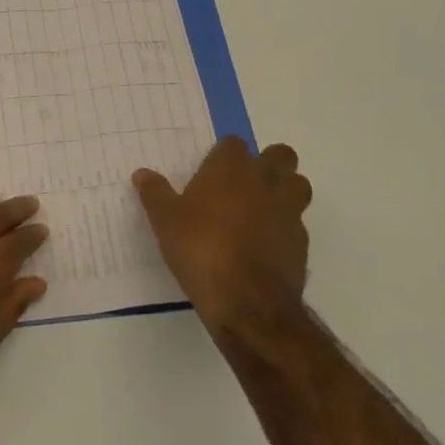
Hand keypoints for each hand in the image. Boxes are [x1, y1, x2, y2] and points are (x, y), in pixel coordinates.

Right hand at [133, 137, 312, 343]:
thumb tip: (142, 174)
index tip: (211, 171)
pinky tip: (265, 245)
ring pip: (298, 185)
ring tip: (260, 210)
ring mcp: (288, 211)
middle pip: (280, 155)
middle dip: (268, 163)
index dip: (224, 154)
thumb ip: (155, 194)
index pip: (234, 144)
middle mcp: (265, 182)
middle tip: (243, 184)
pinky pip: (297, 223)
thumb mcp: (165, 221)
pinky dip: (284, 227)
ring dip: (285, 190)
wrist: (247, 301)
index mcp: (231, 169)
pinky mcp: (301, 242)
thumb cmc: (200, 248)